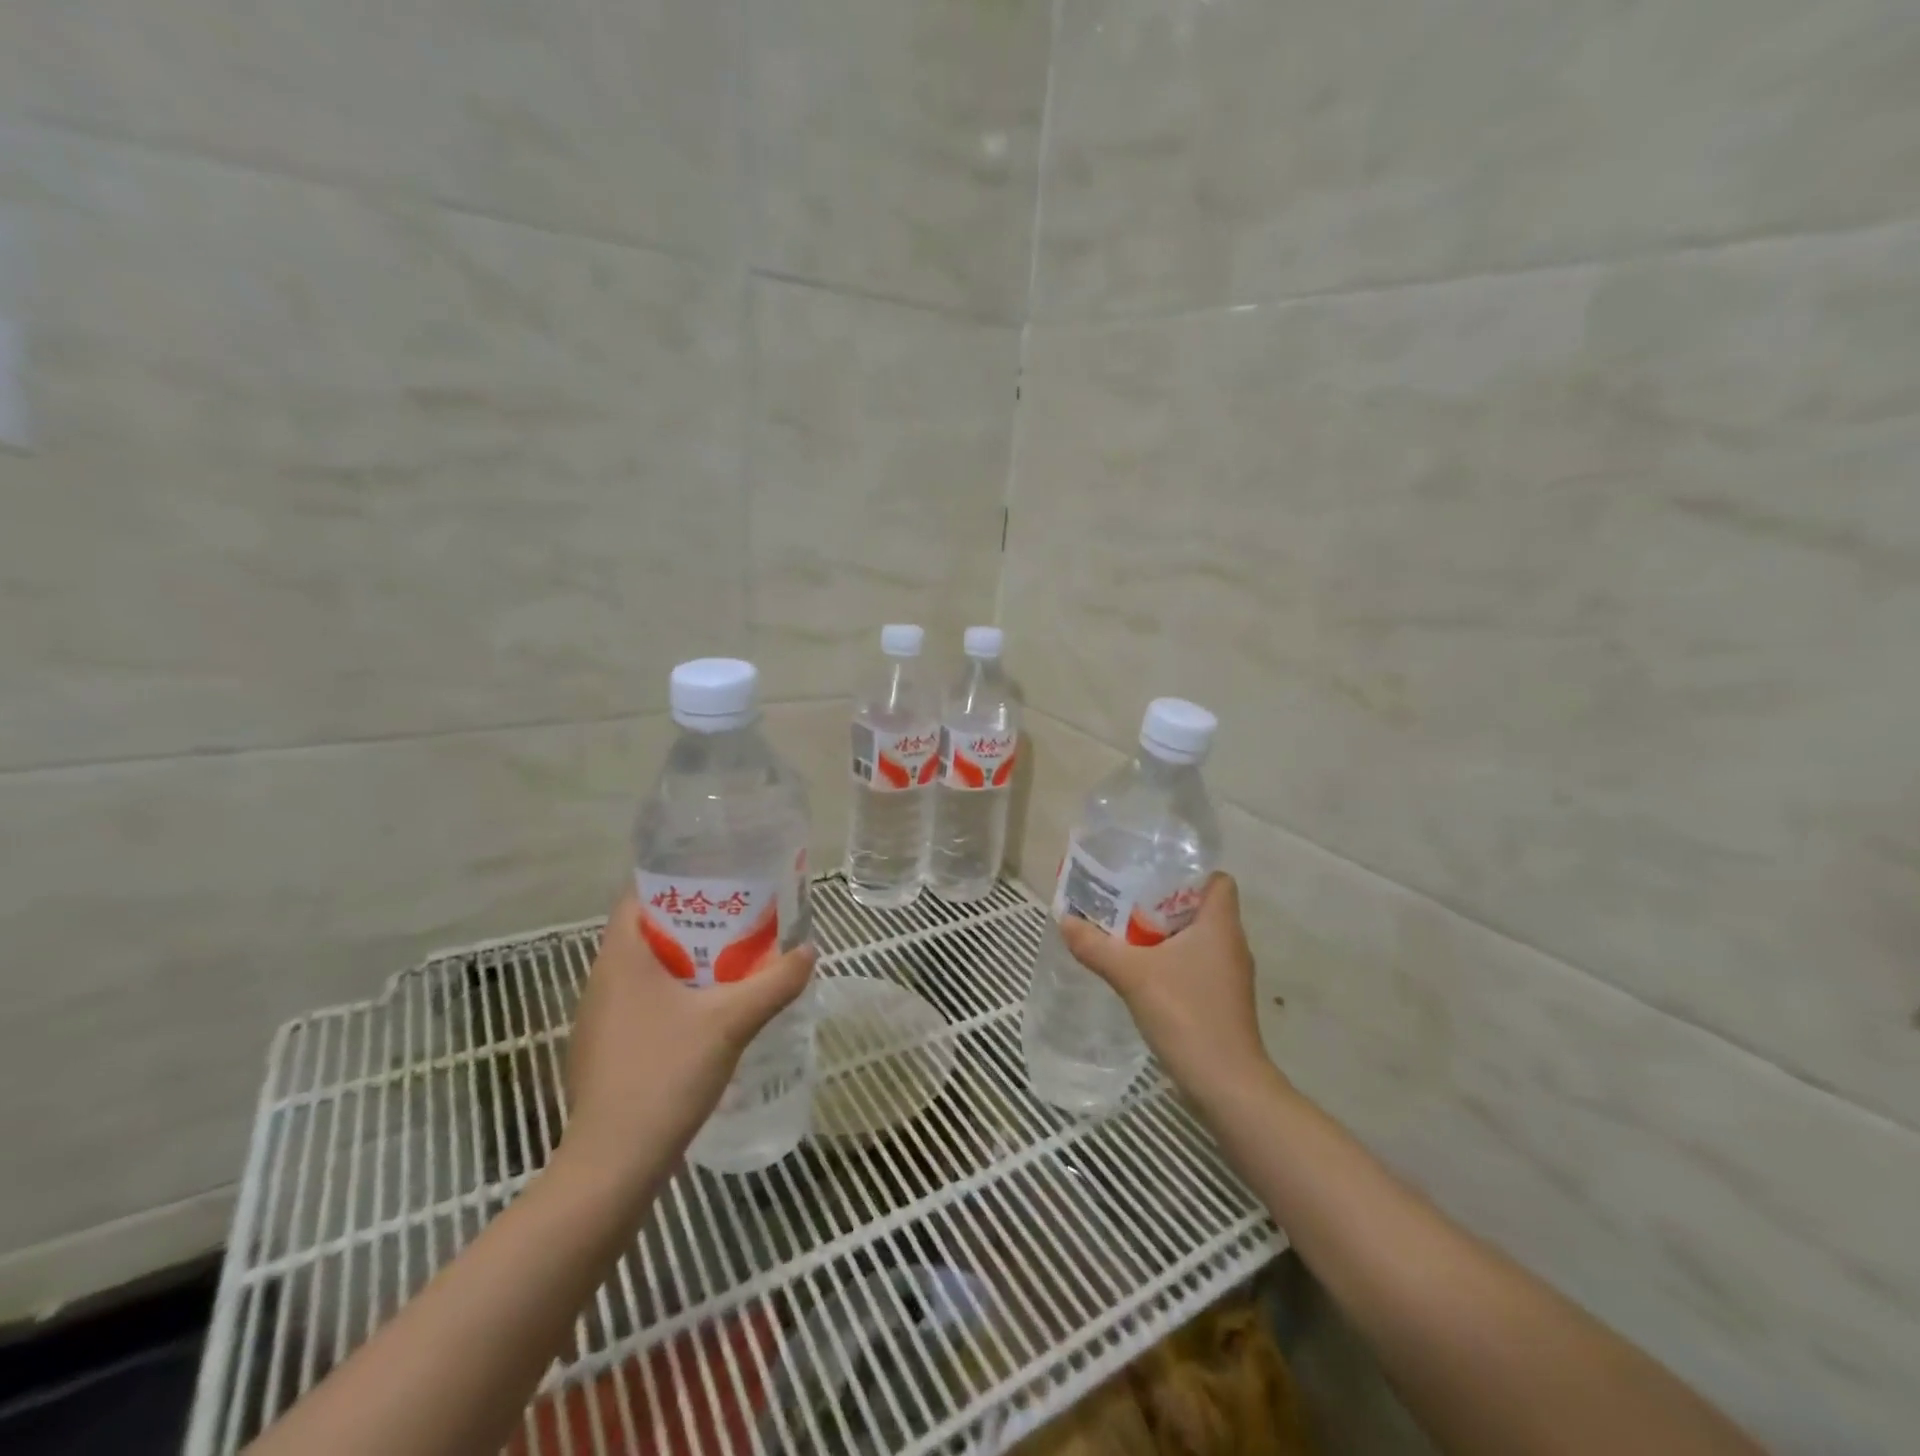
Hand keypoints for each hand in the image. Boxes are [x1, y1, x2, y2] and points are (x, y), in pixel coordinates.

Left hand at [560, 888, 815, 1184]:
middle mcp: (601, 981)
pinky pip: (642, 1004)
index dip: (677, 881)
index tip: (720, 880)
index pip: (638, 896)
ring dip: (685, 962)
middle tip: (741, 919)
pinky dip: (673, 996)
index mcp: (621, 959)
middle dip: (693, 923)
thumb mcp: (732, 1022)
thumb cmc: (665, 1074)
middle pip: (647, 932)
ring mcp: (599, 1020)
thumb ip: (775, 982)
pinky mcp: (605, 1052)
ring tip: (732, 961)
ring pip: (646, 972)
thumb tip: (809, 951)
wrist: (615, 1164)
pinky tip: (708, 1014)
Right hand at [1060, 873, 1283, 1109]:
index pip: (1217, 880)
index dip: (1189, 873)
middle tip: (1125, 902)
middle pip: (1201, 908)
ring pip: (1197, 939)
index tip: (1152, 877)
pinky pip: (1196, 966)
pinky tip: (1141, 972)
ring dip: (1165, 935)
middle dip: (1163, 903)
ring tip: (1126, 933)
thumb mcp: (1132, 975)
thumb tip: (1064, 921)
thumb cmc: (1186, 1014)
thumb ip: (1096, 946)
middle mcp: (1231, 944)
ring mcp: (1230, 976)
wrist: (1225, 1084)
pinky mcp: (1222, 1001)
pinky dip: (1171, 962)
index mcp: (1220, 925)